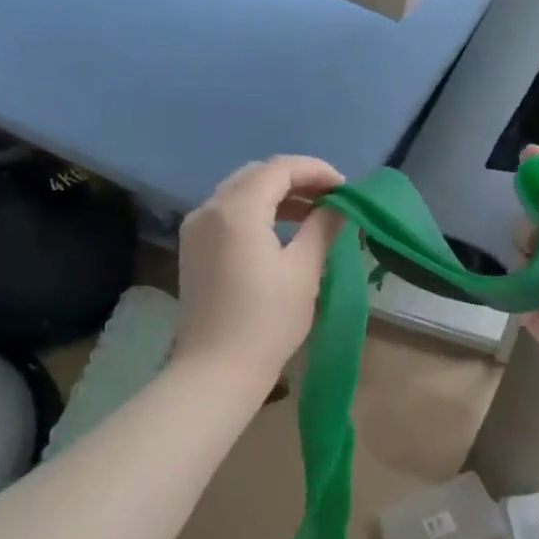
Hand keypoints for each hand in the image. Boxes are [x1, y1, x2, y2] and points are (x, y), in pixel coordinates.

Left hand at [176, 155, 344, 383]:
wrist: (217, 369)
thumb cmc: (267, 321)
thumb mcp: (304, 272)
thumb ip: (322, 228)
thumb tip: (339, 206)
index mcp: (237, 211)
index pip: (279, 169)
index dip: (316, 171)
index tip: (345, 188)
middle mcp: (209, 209)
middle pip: (256, 175)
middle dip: (296, 180)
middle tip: (331, 198)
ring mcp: (196, 228)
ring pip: (240, 192)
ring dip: (276, 195)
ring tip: (312, 214)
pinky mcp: (193, 248)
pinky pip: (227, 213)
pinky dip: (256, 212)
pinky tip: (281, 231)